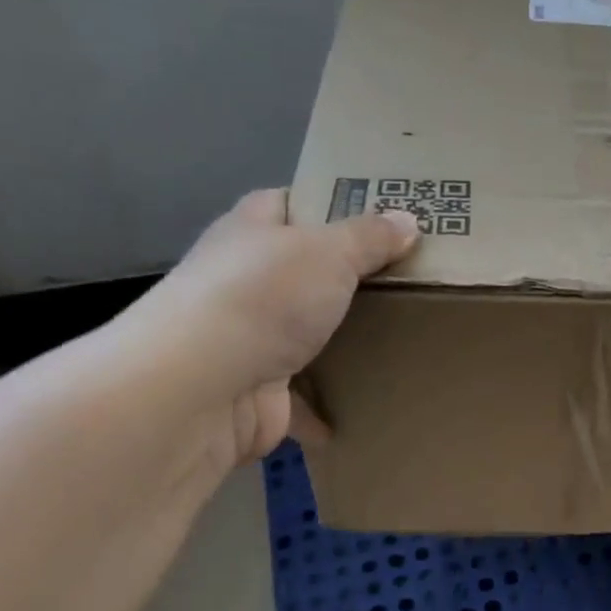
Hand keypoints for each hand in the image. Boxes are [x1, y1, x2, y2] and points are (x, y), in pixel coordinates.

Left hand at [109, 189, 417, 469]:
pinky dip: (327, 407)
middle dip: (346, 279)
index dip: (329, 204)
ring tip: (397, 339)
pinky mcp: (256, 390)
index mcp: (251, 231)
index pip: (288, 203)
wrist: (203, 387)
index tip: (378, 216)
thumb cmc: (265, 297)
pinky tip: (364, 405)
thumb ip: (370, 237)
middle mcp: (243, 280)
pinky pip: (301, 395)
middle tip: (406, 280)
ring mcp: (247, 338)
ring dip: (338, 343)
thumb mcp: (330, 252)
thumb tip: (408, 221)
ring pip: (302, 335)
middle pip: (301, 272)